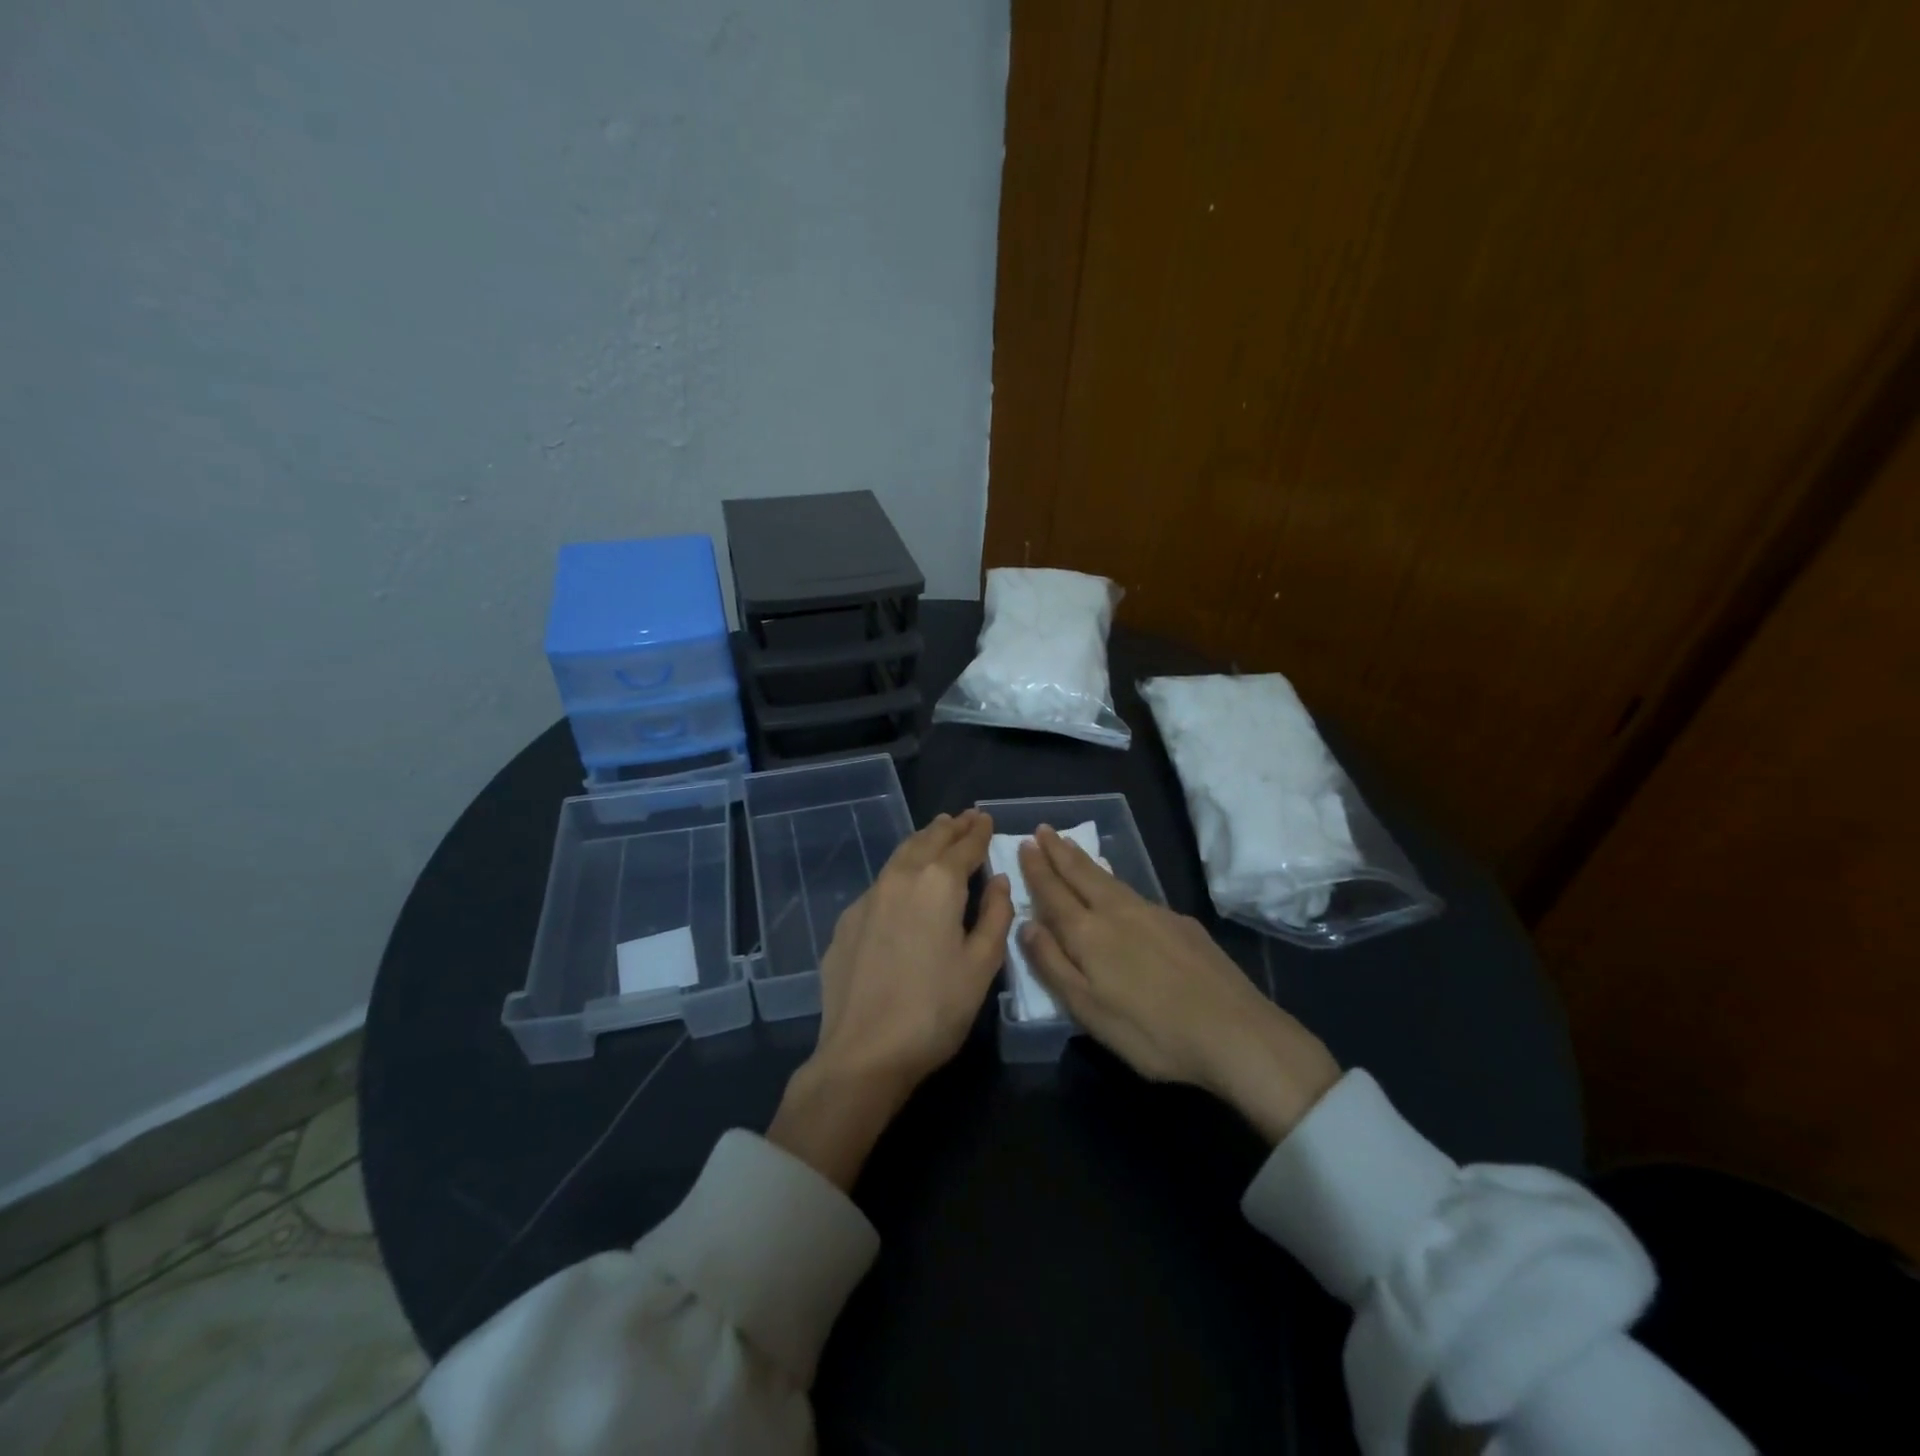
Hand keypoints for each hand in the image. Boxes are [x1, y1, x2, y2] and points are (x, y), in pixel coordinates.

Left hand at [769, 810, 1013, 1187]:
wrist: (864, 1051)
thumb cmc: (935, 1010)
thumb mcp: (981, 966)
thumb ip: (995, 916)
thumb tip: (998, 881)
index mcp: (938, 884)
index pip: (964, 846)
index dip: (978, 831)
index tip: (986, 818)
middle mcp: (900, 878)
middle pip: (928, 841)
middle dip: (949, 827)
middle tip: (965, 817)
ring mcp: (868, 898)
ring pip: (900, 856)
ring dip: (922, 841)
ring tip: (936, 832)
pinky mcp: (847, 921)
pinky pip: (880, 883)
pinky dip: (899, 870)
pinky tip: (903, 882)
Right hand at [1018, 826, 1340, 1143]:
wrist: (1235, 1031)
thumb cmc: (1151, 1031)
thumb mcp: (1088, 1011)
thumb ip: (1053, 964)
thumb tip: (1027, 924)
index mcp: (1089, 934)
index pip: (1054, 893)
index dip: (1037, 869)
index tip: (1024, 844)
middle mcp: (1118, 912)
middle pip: (1082, 874)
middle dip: (1059, 851)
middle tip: (1042, 829)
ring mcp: (1154, 913)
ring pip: (1110, 878)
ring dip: (1085, 860)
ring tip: (1071, 846)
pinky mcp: (1181, 924)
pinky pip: (1136, 891)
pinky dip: (1115, 879)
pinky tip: (1119, 887)